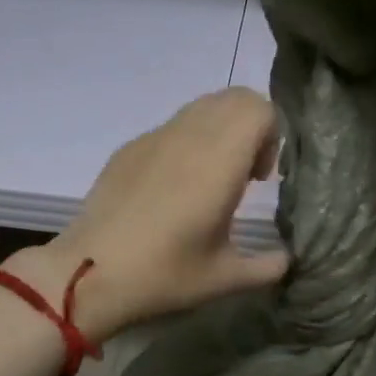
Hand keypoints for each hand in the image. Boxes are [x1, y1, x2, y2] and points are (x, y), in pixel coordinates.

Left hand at [4, 88, 290, 340]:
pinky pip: (171, 127)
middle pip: (234, 98)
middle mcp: (188, 136)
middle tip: (244, 174)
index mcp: (218, 160)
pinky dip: (187, 142)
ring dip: (219, 131)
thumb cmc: (163, 274)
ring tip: (211, 180)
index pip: (259, 108)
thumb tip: (287, 259)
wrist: (88, 273)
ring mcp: (153, 138)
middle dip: (251, 126)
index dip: (272, 135)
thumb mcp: (224, 278)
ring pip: (200, 107)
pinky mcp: (128, 148)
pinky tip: (172, 189)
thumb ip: (268, 266)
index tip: (261, 178)